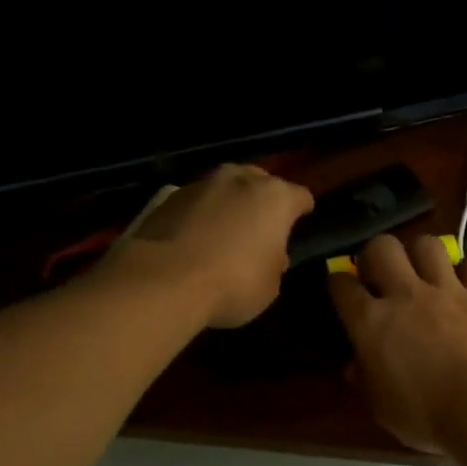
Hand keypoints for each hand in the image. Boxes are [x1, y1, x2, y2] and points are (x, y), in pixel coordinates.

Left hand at [111, 164, 313, 327]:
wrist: (164, 280)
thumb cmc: (234, 284)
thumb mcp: (271, 285)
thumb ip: (275, 262)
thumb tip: (269, 255)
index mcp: (275, 198)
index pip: (301, 197)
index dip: (302, 211)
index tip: (300, 224)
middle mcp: (241, 179)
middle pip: (261, 182)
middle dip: (263, 201)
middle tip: (261, 228)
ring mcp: (202, 184)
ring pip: (226, 189)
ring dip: (229, 205)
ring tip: (225, 233)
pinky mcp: (168, 197)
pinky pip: (196, 203)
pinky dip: (201, 216)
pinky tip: (196, 240)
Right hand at [328, 234, 466, 453]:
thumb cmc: (424, 416)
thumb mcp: (381, 408)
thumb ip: (365, 380)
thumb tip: (355, 367)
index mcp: (371, 322)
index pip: (341, 284)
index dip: (338, 283)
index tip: (342, 290)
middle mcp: (405, 294)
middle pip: (382, 246)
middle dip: (376, 254)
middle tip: (381, 274)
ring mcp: (447, 291)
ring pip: (428, 244)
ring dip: (422, 254)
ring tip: (424, 272)